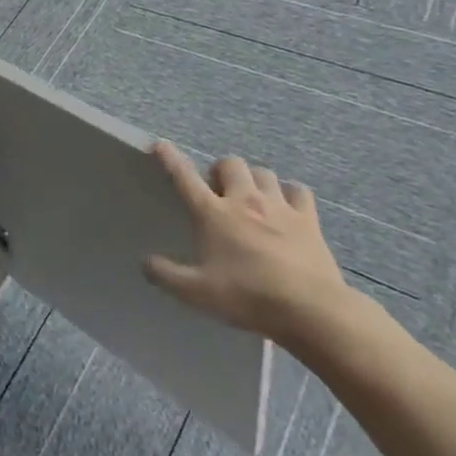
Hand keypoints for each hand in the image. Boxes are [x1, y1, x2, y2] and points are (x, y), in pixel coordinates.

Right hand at [141, 143, 355, 349]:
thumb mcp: (197, 293)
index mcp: (213, 213)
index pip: (185, 177)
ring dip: (253, 179)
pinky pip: (298, 191)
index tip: (161, 145)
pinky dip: (289, 193)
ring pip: (263, 173)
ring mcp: (279, 207)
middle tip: (219, 191)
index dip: (171, 158)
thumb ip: (166, 275)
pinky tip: (287, 206)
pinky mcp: (308, 219)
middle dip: (221, 171)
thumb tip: (145, 262)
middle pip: (230, 163)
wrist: (310, 310)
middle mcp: (244, 200)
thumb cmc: (248, 297)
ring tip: (251, 197)